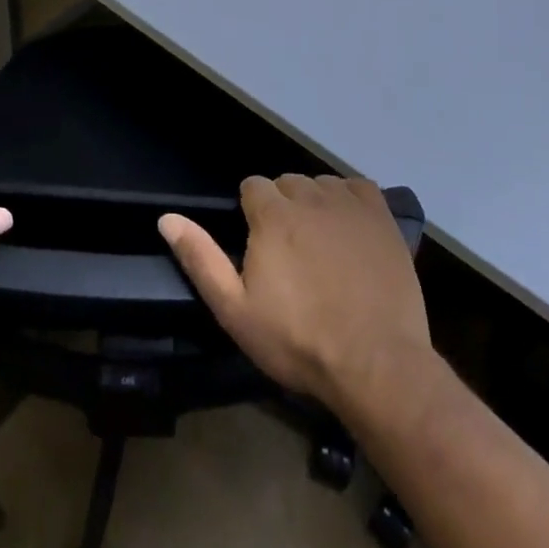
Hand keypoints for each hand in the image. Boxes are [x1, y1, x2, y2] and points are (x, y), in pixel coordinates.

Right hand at [159, 175, 430, 411]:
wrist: (375, 364)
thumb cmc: (298, 340)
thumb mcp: (235, 310)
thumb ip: (201, 259)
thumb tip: (166, 218)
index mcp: (271, 214)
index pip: (252, 186)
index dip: (252, 213)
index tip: (259, 246)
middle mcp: (309, 196)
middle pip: (287, 183)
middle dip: (282, 207)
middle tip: (289, 252)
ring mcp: (349, 205)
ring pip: (321, 184)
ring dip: (315, 204)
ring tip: (321, 245)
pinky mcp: (382, 218)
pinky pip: (358, 188)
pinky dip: (350, 201)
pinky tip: (351, 229)